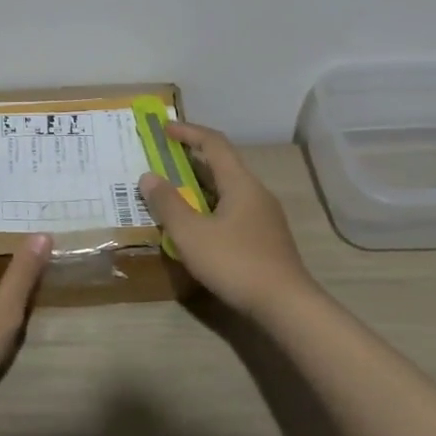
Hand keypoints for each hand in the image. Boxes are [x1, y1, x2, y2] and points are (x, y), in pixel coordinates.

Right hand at [139, 121, 317, 317]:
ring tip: (175, 193)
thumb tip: (148, 176)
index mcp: (240, 183)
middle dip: (192, 159)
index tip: (165, 129)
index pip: (214, 143)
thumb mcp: (191, 234)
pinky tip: (198, 227)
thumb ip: (168, 203)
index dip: (189, 132)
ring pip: (228, 190)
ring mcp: (264, 217)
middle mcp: (255, 192)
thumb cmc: (236, 263)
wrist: (286, 306)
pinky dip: (211, 207)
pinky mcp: (266, 239)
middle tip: (164, 160)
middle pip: (222, 165)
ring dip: (200, 186)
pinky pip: (233, 210)